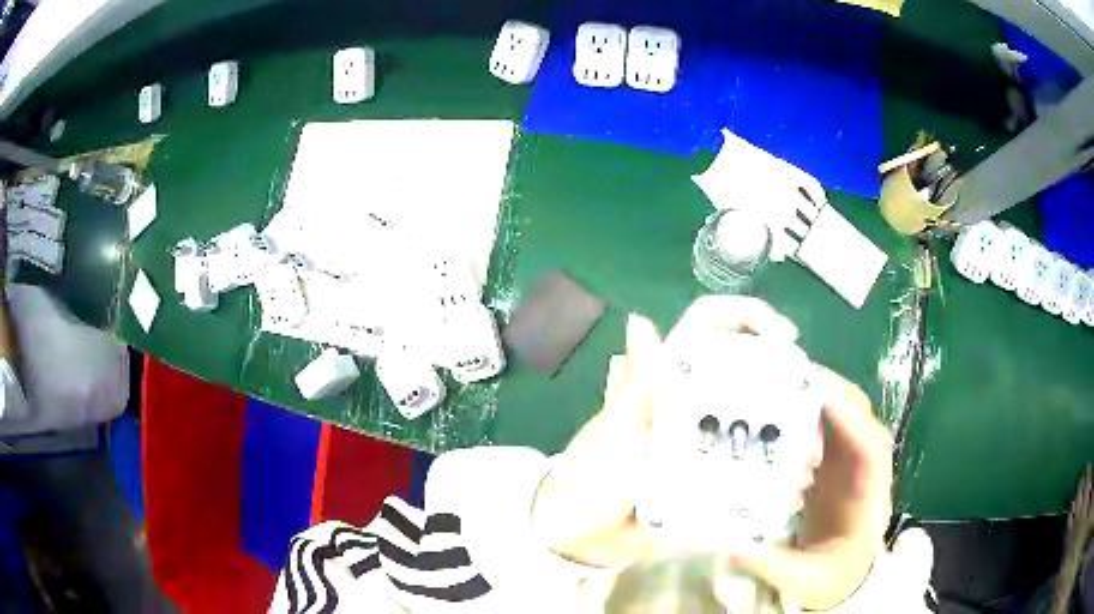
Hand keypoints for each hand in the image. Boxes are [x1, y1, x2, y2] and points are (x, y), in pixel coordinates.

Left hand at [531, 296, 804, 567]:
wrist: (577, 536)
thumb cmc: (589, 477)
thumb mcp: (616, 432)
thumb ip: (637, 385)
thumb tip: (639, 320)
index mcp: (668, 383)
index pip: (709, 330)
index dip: (747, 320)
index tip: (787, 340)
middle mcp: (690, 406)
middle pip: (748, 380)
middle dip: (786, 396)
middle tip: (809, 429)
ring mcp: (700, 445)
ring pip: (753, 427)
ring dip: (784, 442)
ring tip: (804, 469)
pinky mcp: (703, 479)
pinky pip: (743, 473)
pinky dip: (768, 479)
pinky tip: (786, 493)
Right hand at [726, 367, 894, 610]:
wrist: (841, 579)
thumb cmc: (829, 579)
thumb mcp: (801, 579)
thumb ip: (772, 564)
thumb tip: (734, 544)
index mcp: (870, 500)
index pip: (872, 450)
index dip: (853, 421)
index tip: (824, 401)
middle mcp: (867, 473)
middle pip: (861, 421)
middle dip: (834, 396)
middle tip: (793, 382)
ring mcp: (852, 467)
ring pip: (845, 420)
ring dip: (819, 403)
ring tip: (783, 392)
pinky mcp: (836, 467)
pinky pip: (827, 432)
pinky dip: (808, 420)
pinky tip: (781, 424)